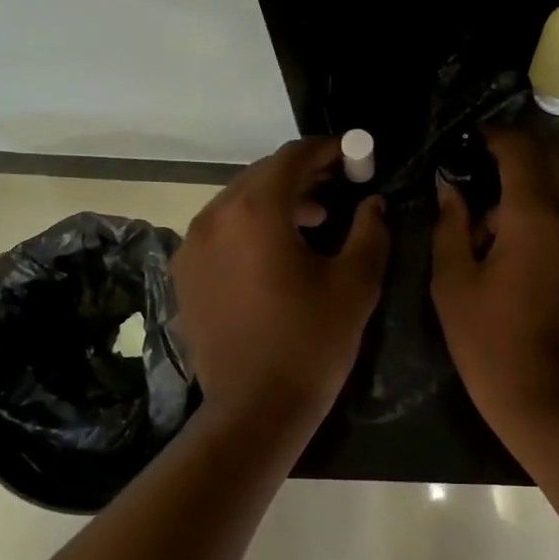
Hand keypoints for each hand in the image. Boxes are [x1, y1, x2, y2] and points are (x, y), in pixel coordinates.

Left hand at [173, 137, 389, 423]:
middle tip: (340, 185)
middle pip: (262, 175)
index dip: (326, 150)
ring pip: (238, 201)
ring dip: (277, 200)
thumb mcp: (356, 284)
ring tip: (315, 220)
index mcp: (255, 212)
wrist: (255, 409)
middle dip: (303, 175)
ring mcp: (192, 245)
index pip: (291, 158)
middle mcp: (215, 217)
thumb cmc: (312, 342)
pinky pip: (221, 230)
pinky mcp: (185, 273)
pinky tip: (276, 251)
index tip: (353, 154)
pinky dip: (251, 225)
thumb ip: (369, 230)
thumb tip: (373, 203)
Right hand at [431, 129, 558, 437]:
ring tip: (495, 205)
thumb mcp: (452, 281)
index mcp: (535, 215)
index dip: (490, 138)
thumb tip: (449, 185)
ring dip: (534, 177)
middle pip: (549, 156)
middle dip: (513, 153)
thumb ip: (450, 223)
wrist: (546, 395)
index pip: (519, 149)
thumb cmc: (489, 341)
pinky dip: (550, 200)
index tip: (464, 145)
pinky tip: (519, 230)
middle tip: (476, 173)